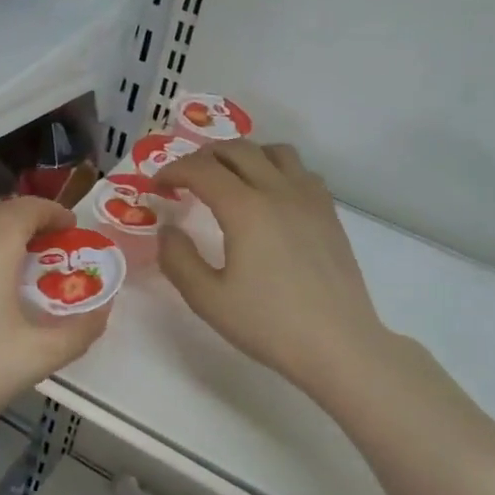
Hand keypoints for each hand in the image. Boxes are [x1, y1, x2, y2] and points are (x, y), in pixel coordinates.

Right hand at [156, 141, 392, 400]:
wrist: (337, 344)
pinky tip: (268, 197)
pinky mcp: (329, 213)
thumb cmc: (267, 324)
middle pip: (237, 150)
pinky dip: (275, 169)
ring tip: (227, 179)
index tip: (157, 187)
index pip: (201, 169)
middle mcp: (278, 191)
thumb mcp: (207, 299)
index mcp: (245, 209)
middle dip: (202, 157)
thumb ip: (178, 259)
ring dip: (243, 156)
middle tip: (184, 179)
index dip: (172, 171)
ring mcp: (309, 199)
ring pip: (274, 151)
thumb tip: (167, 229)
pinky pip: (300, 171)